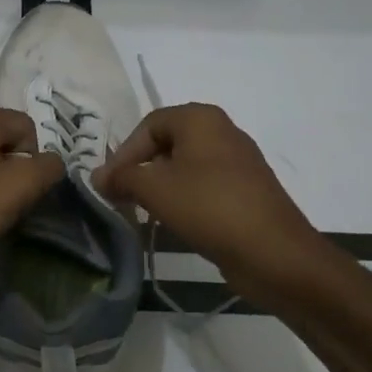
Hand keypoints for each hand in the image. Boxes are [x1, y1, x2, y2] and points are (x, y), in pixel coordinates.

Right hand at [93, 103, 327, 295]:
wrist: (274, 253)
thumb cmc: (209, 207)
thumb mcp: (155, 189)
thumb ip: (122, 177)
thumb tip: (98, 176)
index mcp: (201, 119)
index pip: (148, 124)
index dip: (124, 153)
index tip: (109, 185)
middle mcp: (222, 131)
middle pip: (167, 143)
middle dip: (141, 169)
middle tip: (122, 197)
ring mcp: (238, 162)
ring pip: (185, 166)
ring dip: (160, 186)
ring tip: (144, 212)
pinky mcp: (246, 190)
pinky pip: (204, 185)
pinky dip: (184, 198)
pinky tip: (175, 221)